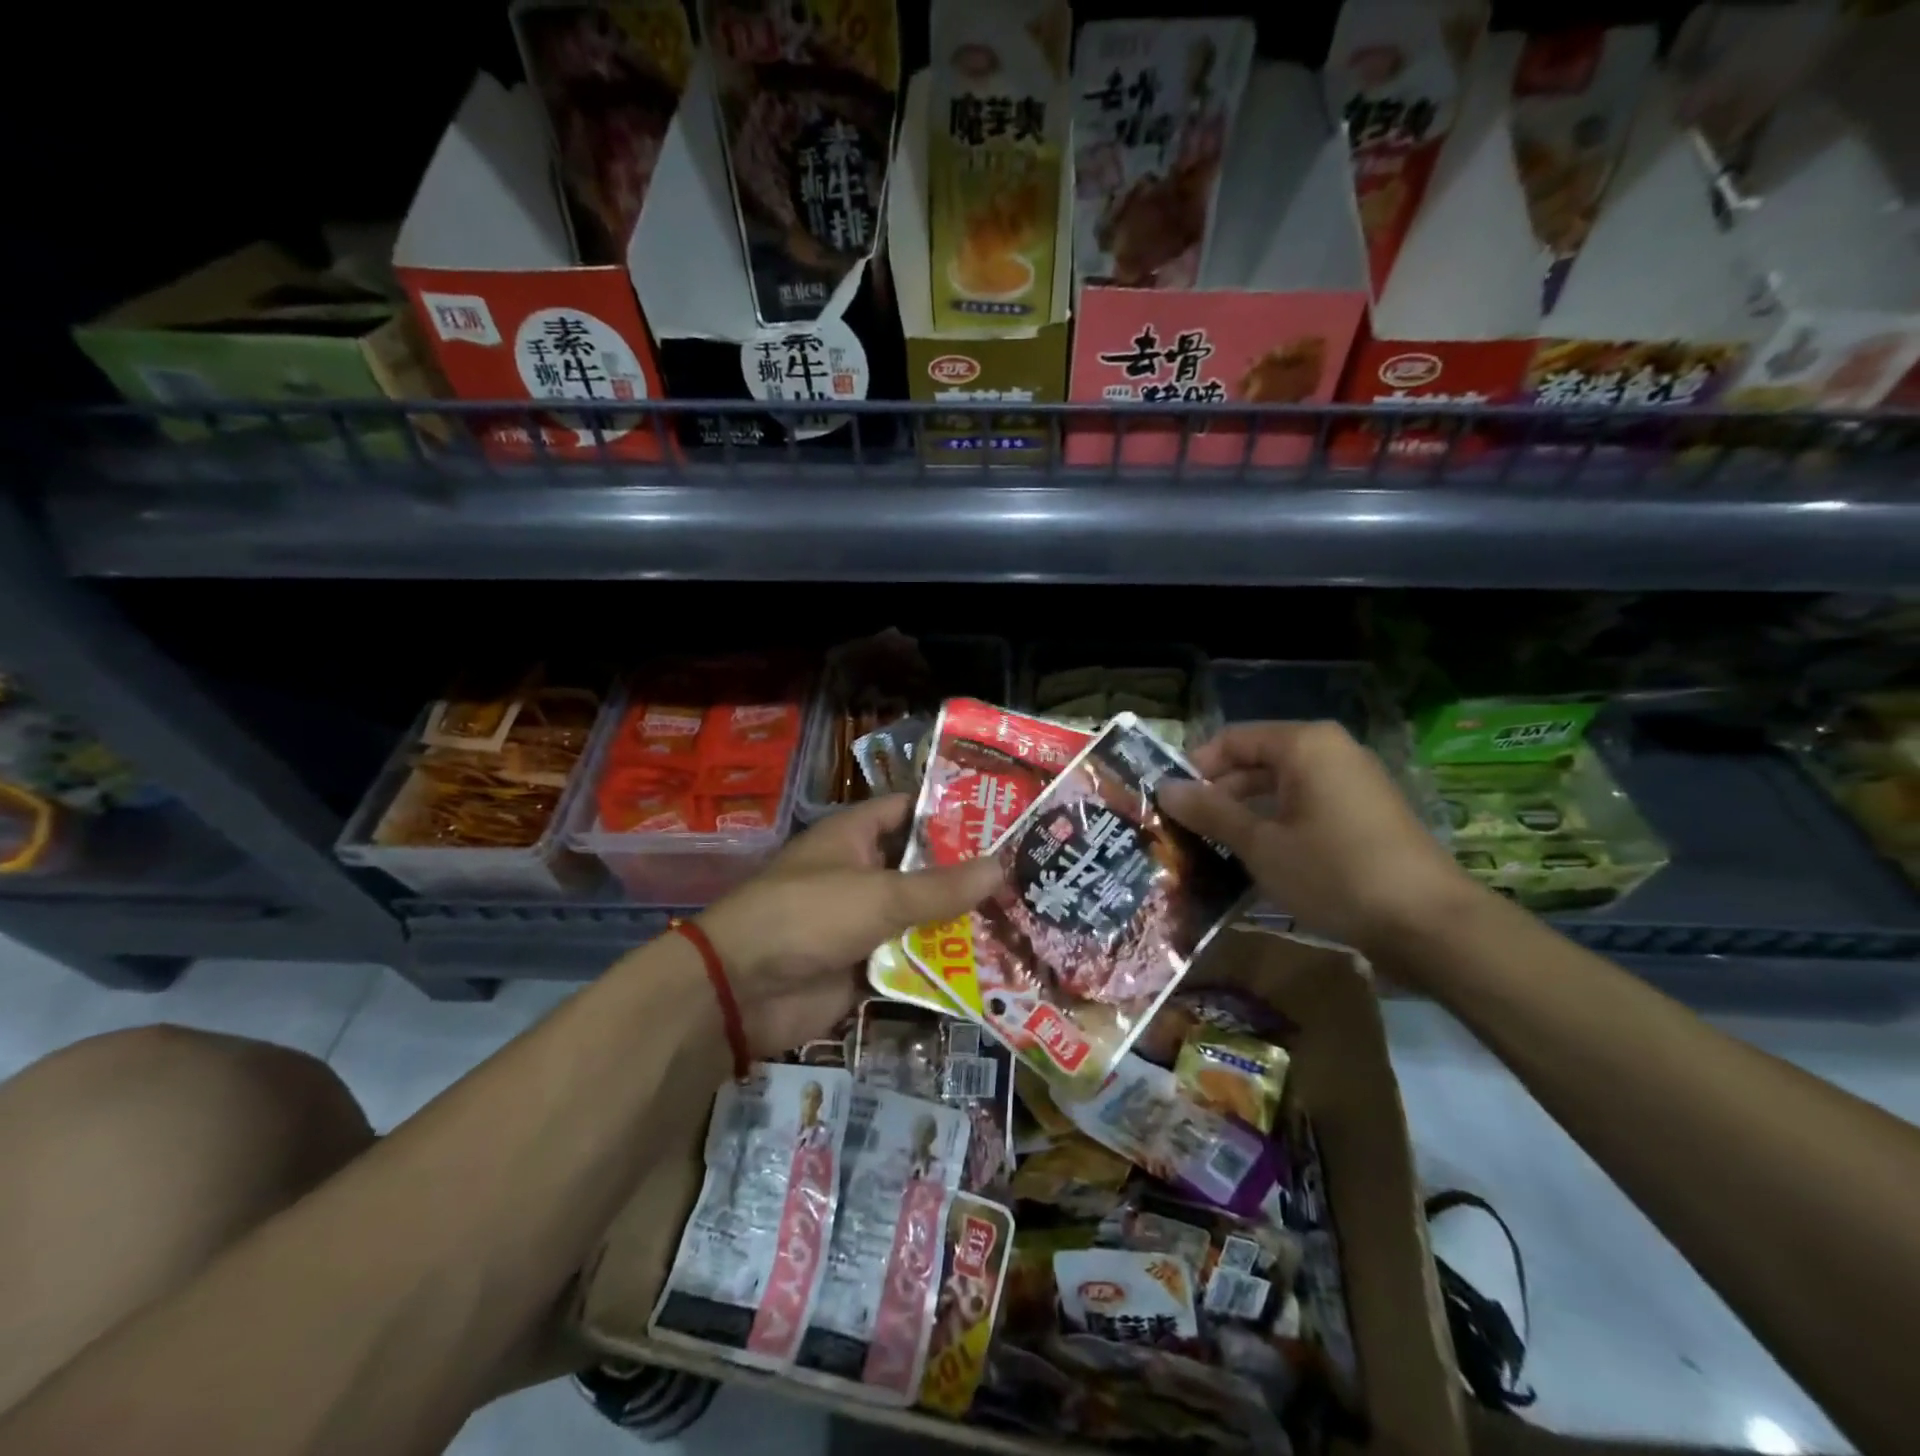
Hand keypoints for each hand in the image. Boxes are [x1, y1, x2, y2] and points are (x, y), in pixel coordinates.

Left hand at [696, 795, 1002, 1055]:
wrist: (741, 991)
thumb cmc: (808, 917)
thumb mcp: (880, 895)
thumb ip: (941, 887)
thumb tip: (1001, 866)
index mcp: (853, 836)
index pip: (908, 810)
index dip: (951, 810)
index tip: (1003, 816)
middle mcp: (860, 873)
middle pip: (921, 867)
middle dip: (966, 874)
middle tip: (1027, 875)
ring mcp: (861, 921)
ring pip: (919, 917)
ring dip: (959, 923)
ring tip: (1022, 920)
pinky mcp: (863, 965)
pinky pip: (909, 960)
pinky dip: (940, 965)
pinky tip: (989, 968)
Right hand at [1157, 721, 1475, 956]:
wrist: (1430, 924)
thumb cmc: (1334, 872)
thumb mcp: (1261, 844)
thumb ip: (1211, 812)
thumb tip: (1165, 789)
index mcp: (1305, 744)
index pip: (1232, 740)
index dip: (1195, 767)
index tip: (1168, 801)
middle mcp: (1331, 751)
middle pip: (1257, 761)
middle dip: (1219, 793)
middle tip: (1185, 829)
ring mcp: (1353, 782)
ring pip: (1282, 787)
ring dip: (1245, 813)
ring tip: (1213, 847)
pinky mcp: (1367, 814)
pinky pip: (1307, 806)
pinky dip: (1278, 825)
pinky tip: (1257, 859)